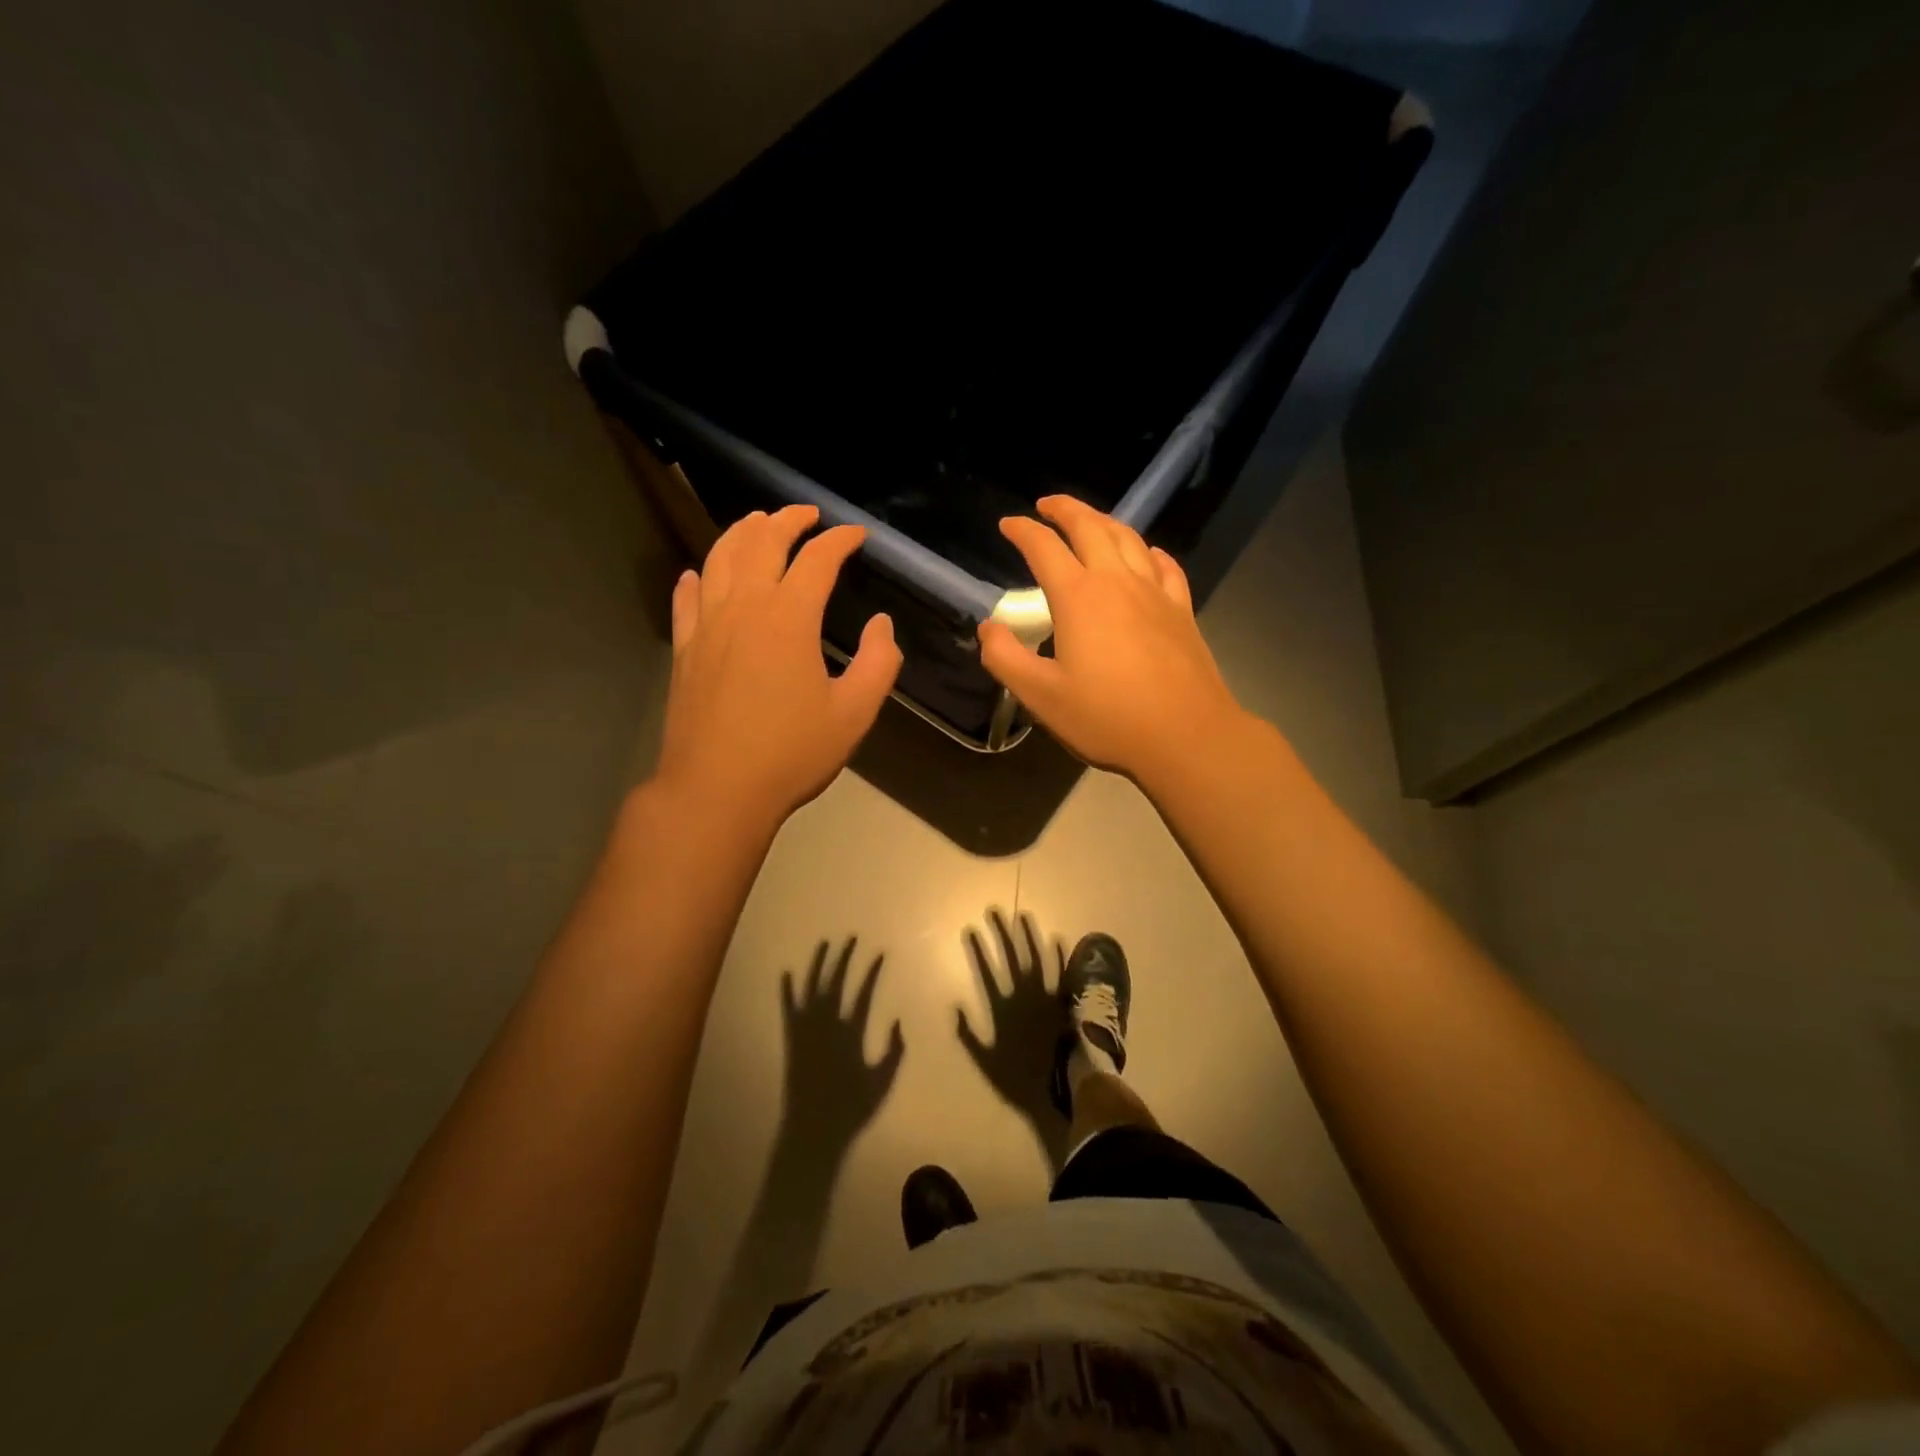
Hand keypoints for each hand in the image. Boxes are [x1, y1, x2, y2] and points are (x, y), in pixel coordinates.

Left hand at [654, 505, 901, 830]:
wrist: (717, 790)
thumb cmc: (792, 752)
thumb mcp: (854, 712)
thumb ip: (879, 663)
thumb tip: (882, 624)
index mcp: (789, 617)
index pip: (817, 560)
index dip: (839, 540)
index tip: (856, 535)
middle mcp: (743, 607)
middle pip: (761, 543)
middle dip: (787, 520)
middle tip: (806, 513)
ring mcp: (707, 626)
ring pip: (719, 559)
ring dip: (741, 533)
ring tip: (757, 523)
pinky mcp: (684, 650)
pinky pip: (686, 599)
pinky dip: (695, 578)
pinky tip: (697, 573)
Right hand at [956, 909, 1070, 1171]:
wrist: (1065, 1079)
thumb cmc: (1024, 1075)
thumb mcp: (987, 1061)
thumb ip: (969, 1035)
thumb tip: (955, 1008)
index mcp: (1003, 1006)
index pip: (986, 971)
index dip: (978, 949)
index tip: (971, 928)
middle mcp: (1023, 993)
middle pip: (1009, 956)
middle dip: (1000, 932)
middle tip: (994, 910)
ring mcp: (1047, 993)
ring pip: (1036, 957)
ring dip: (1029, 935)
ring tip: (1024, 915)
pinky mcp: (1066, 998)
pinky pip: (1063, 972)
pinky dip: (1060, 955)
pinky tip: (1058, 939)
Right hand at [978, 495, 1244, 784]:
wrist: (1185, 736)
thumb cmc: (1106, 717)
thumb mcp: (1041, 696)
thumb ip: (1005, 658)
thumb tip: (988, 627)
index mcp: (1079, 597)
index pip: (1045, 549)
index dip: (1023, 531)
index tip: (1008, 524)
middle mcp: (1117, 582)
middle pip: (1091, 528)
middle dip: (1066, 509)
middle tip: (1047, 505)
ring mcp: (1155, 593)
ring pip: (1129, 539)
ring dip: (1105, 522)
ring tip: (1090, 521)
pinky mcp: (1182, 611)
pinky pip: (1166, 566)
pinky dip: (1150, 552)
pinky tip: (1148, 555)